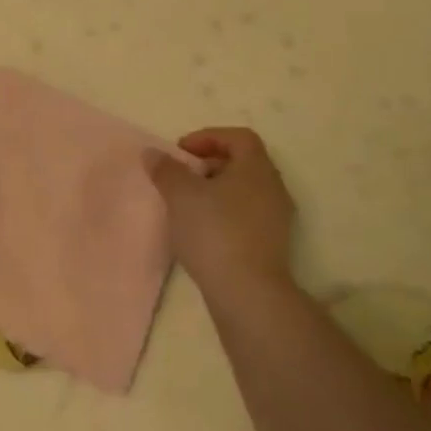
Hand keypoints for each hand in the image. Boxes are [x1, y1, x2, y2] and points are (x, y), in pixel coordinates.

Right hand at [149, 128, 296, 299]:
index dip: (208, 137)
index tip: (182, 152)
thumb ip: (166, 170)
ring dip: (216, 190)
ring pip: (244, 191)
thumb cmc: (215, 232)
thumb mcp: (180, 195)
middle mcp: (273, 187)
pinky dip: (225, 213)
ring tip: (188, 205)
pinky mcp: (272, 244)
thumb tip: (153, 153)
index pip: (239, 137)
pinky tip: (203, 231)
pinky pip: (247, 215)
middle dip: (210, 164)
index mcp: (256, 168)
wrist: (248, 294)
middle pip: (243, 162)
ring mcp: (277, 218)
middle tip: (183, 176)